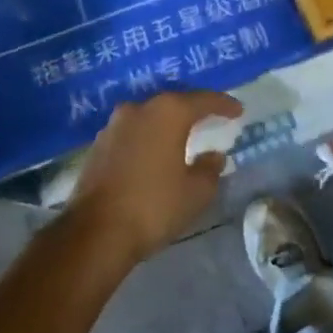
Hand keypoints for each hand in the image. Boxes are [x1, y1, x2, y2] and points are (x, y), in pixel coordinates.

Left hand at [68, 89, 239, 263]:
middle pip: (174, 102)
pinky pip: (132, 133)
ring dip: (167, 124)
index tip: (238, 111)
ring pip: (150, 116)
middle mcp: (140, 108)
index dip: (224, 104)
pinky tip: (154, 153)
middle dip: (193, 110)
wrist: (94, 233)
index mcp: (168, 112)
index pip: (203, 100)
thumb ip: (210, 169)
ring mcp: (114, 125)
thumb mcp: (195, 193)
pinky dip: (147, 138)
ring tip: (182, 137)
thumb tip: (214, 156)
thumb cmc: (153, 206)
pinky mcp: (98, 145)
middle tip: (211, 119)